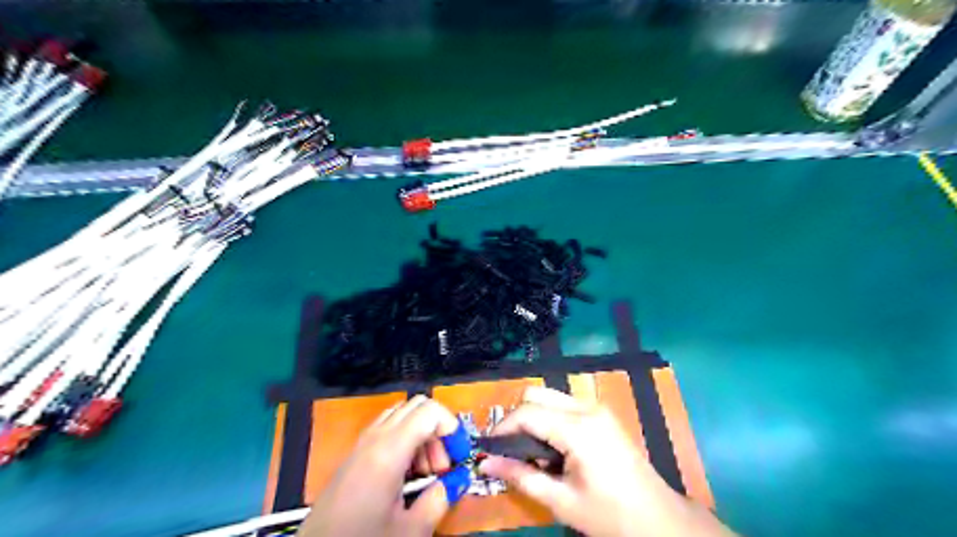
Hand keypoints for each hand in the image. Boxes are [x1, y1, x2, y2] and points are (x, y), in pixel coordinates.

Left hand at [300, 394, 461, 536]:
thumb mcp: (410, 530)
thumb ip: (440, 498)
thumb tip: (458, 480)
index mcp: (389, 450)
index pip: (430, 410)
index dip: (452, 427)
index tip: (459, 456)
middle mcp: (375, 437)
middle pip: (418, 407)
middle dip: (438, 430)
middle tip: (442, 467)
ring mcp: (362, 442)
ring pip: (403, 415)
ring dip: (422, 435)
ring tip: (425, 473)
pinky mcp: (355, 453)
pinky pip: (388, 429)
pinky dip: (405, 440)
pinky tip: (405, 475)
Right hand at [483, 388, 733, 536]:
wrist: (659, 519)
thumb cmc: (609, 515)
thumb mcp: (561, 500)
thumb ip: (520, 476)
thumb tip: (484, 463)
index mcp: (578, 429)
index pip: (527, 412)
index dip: (502, 427)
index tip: (488, 448)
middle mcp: (586, 408)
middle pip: (537, 394)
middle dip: (517, 418)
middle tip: (509, 449)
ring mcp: (596, 408)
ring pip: (550, 396)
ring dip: (533, 417)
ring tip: (531, 452)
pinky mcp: (601, 414)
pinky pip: (564, 405)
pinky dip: (549, 419)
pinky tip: (552, 448)